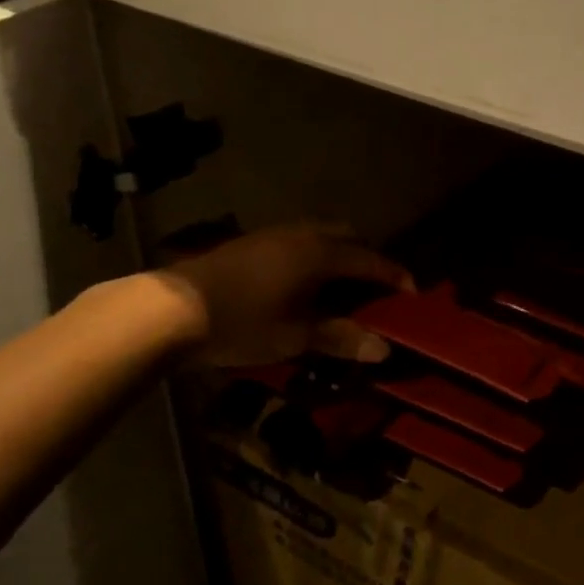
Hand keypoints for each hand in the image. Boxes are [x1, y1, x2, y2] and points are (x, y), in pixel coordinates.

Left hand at [157, 222, 412, 367]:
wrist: (170, 309)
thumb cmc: (242, 322)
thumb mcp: (295, 337)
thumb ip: (340, 339)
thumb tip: (384, 350)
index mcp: (321, 253)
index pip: (370, 260)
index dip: (395, 276)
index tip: (413, 294)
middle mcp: (302, 234)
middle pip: (348, 236)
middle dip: (367, 258)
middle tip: (375, 289)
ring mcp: (274, 234)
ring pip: (321, 234)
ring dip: (339, 254)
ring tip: (340, 286)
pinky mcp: (251, 241)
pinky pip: (299, 240)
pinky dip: (314, 255)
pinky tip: (302, 283)